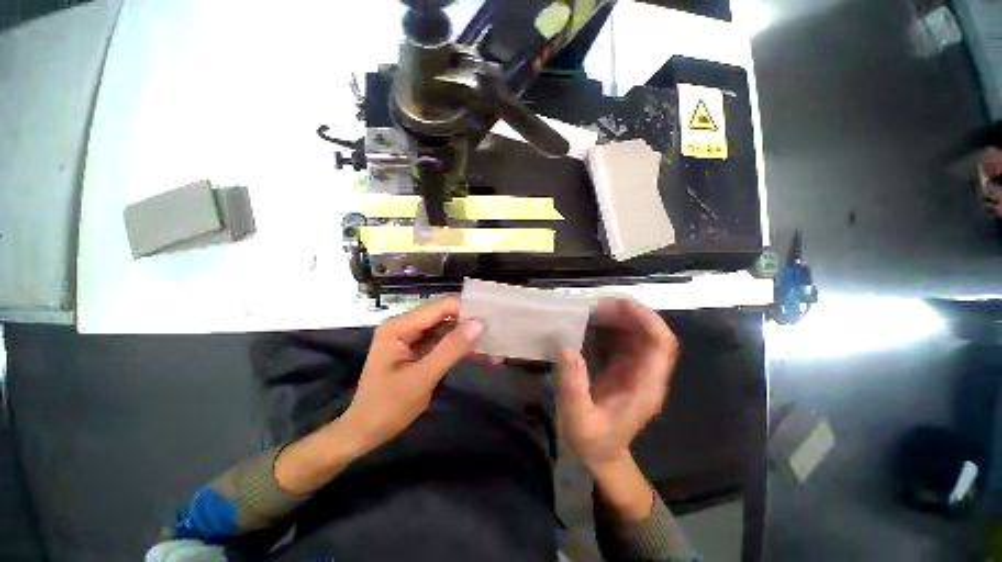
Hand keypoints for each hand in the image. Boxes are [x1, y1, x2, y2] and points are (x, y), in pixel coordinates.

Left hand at [343, 297, 482, 450]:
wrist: (364, 432)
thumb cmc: (388, 406)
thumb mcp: (422, 378)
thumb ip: (451, 349)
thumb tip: (479, 323)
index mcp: (400, 326)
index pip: (441, 307)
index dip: (467, 312)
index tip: (490, 323)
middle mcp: (405, 325)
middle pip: (444, 315)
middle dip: (469, 325)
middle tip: (495, 336)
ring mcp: (411, 336)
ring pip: (446, 328)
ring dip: (467, 338)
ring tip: (492, 347)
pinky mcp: (417, 348)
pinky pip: (442, 341)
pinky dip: (459, 348)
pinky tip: (478, 354)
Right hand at [557, 298, 677, 471]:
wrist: (600, 455)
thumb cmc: (592, 441)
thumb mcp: (578, 419)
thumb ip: (573, 385)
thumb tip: (567, 348)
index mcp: (645, 387)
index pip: (661, 345)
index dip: (647, 319)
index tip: (620, 304)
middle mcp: (647, 375)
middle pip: (652, 334)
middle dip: (629, 314)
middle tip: (597, 305)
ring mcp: (637, 371)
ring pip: (638, 334)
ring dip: (619, 317)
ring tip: (592, 310)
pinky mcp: (625, 368)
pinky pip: (624, 340)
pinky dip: (611, 326)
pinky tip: (592, 322)